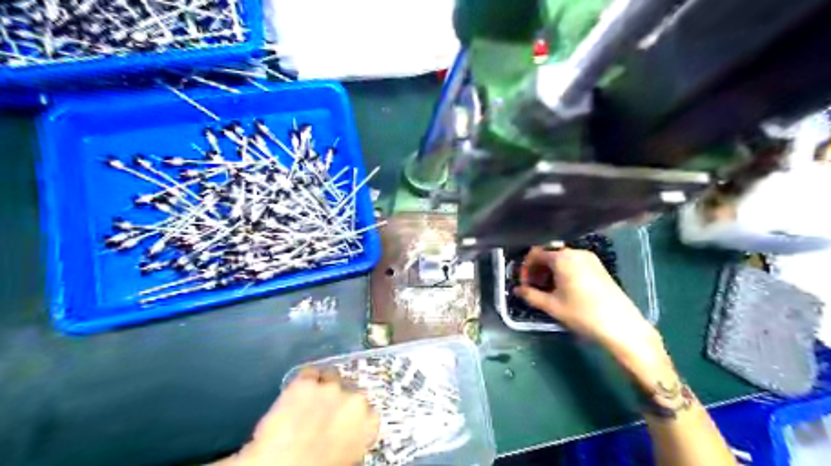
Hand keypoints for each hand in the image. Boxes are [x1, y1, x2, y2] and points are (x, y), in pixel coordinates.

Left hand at [219, 367, 378, 465]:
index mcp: (368, 425)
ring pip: (332, 378)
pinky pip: (309, 374)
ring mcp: (330, 388)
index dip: (355, 417)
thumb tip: (346, 436)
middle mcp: (354, 400)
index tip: (345, 424)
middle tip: (326, 413)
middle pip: (351, 392)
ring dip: (324, 387)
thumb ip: (353, 439)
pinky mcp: (305, 383)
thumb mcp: (347, 458)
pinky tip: (298, 390)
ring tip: (311, 400)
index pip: (369, 413)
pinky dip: (306, 380)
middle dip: (340, 400)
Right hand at [515, 247, 665, 381]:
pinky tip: (563, 290)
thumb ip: (531, 295)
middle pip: (549, 254)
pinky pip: (573, 263)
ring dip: (549, 271)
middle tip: (533, 288)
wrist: (621, 326)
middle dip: (537, 270)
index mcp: (563, 258)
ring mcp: (590, 259)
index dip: (526, 268)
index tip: (524, 284)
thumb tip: (517, 290)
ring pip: (562, 259)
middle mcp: (576, 252)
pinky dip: (563, 272)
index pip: (536, 254)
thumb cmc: (582, 314)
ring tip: (547, 291)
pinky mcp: (599, 267)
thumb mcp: (552, 306)